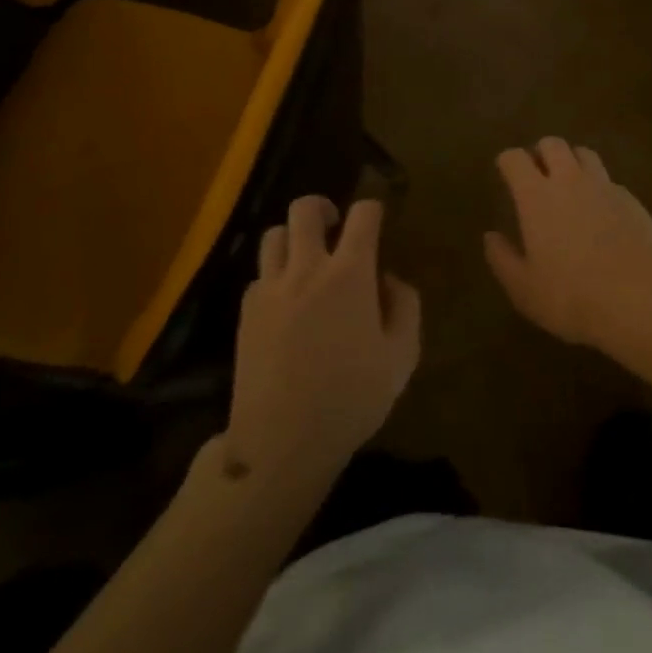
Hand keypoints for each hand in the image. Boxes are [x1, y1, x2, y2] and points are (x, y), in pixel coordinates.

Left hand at [225, 196, 420, 478]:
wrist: (281, 444)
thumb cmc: (351, 399)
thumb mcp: (402, 357)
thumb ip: (405, 307)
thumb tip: (389, 280)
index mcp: (350, 273)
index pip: (363, 214)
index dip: (372, 209)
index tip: (377, 221)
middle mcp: (307, 268)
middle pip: (305, 209)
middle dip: (323, 208)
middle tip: (334, 227)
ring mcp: (271, 289)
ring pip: (274, 235)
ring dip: (293, 239)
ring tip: (305, 261)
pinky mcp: (246, 313)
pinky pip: (258, 276)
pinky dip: (273, 278)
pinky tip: (284, 303)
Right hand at [484, 138, 651, 351]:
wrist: (639, 297)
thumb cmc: (571, 295)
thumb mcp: (524, 289)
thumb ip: (503, 259)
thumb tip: (490, 236)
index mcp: (536, 196)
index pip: (515, 159)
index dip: (507, 161)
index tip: (505, 171)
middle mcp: (569, 180)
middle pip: (552, 144)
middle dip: (541, 152)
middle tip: (537, 173)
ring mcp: (603, 186)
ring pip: (584, 153)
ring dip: (572, 160)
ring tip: (570, 182)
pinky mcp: (631, 198)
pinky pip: (609, 180)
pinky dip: (599, 186)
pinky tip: (601, 210)